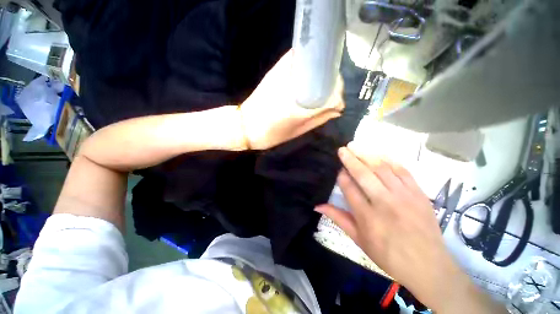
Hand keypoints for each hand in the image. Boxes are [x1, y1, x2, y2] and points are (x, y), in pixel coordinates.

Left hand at [239, 50, 343, 149]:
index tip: (336, 100)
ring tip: (318, 88)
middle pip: (323, 71)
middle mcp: (295, 81)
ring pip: (312, 63)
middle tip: (329, 94)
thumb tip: (336, 109)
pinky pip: (297, 60)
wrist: (246, 125)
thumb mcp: (298, 131)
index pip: (331, 87)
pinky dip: (306, 67)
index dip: (337, 92)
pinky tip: (306, 80)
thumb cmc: (272, 133)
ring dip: (319, 74)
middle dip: (331, 81)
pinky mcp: (276, 69)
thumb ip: (318, 118)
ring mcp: (284, 71)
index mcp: (300, 101)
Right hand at [316, 146, 504, 312]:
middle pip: (363, 174)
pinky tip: (379, 154)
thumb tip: (317, 206)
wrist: (429, 266)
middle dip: (350, 159)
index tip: (338, 170)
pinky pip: (402, 171)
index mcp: (367, 217)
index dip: (342, 177)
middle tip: (342, 149)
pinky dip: (389, 160)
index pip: (349, 188)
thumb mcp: (359, 240)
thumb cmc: (388, 255)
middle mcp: (384, 203)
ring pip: (381, 169)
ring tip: (356, 146)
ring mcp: (403, 196)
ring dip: (366, 155)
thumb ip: (338, 218)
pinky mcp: (419, 193)